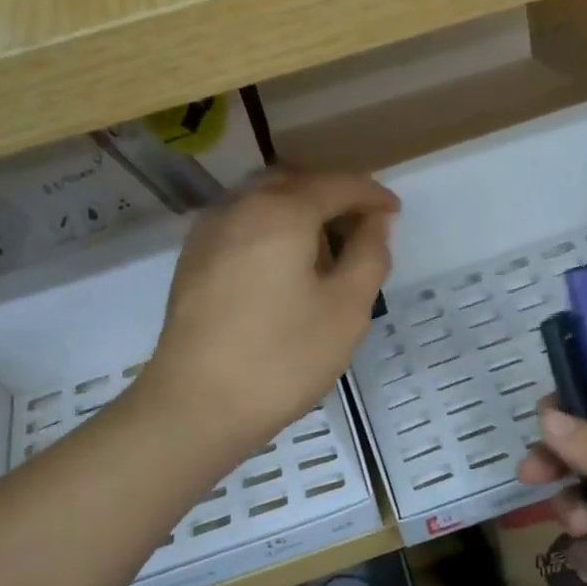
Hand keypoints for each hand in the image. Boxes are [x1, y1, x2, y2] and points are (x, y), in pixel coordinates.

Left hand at [142, 171, 398, 456]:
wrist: (197, 404)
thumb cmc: (283, 358)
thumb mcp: (347, 309)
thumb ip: (369, 255)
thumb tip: (375, 221)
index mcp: (282, 211)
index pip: (337, 184)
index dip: (372, 194)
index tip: (395, 212)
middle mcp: (239, 206)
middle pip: (294, 181)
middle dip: (332, 193)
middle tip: (360, 224)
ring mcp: (208, 232)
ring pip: (261, 200)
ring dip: (298, 209)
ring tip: (324, 245)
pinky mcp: (192, 260)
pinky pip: (240, 224)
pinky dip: (270, 228)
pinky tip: (282, 265)